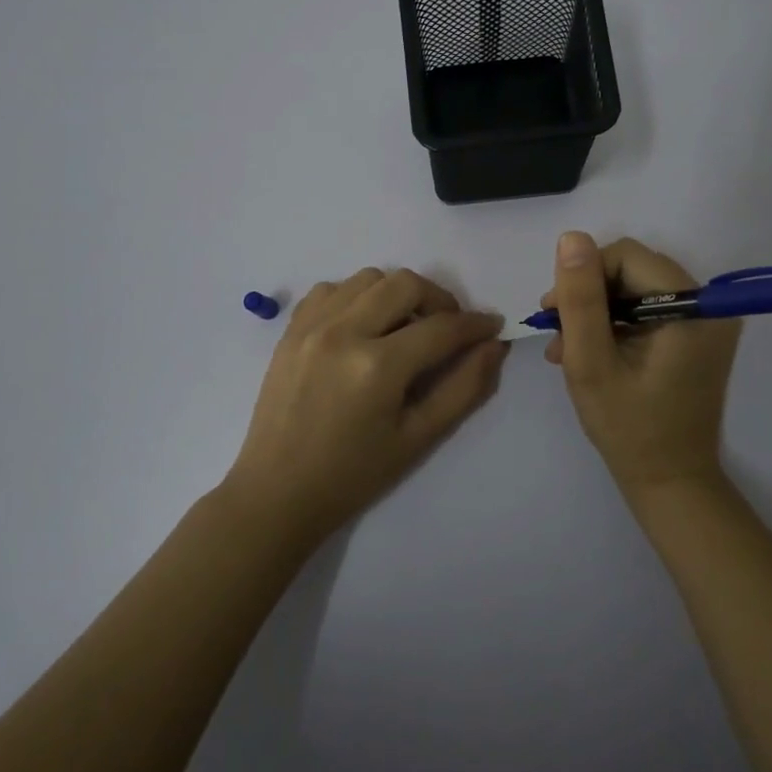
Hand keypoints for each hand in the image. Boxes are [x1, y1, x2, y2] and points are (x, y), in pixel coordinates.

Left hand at [225, 268, 507, 541]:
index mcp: (377, 366)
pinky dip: (357, 297)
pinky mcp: (290, 329)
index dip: (475, 324)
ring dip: (397, 294)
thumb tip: (494, 345)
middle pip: (406, 284)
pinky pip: (332, 289)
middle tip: (448, 329)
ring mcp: (311, 326)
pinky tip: (362, 327)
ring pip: (369, 278)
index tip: (492, 326)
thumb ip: (464, 388)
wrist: (277, 492)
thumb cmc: (354, 474)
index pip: (442, 327)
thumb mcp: (419, 439)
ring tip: (403, 328)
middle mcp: (343, 332)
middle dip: (439, 300)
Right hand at [543, 232, 740, 497]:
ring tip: (565, 349)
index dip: (585, 275)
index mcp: (691, 307)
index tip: (554, 311)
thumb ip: (581, 299)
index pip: (627, 256)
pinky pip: (649, 310)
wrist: (670, 482)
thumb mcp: (590, 363)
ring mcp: (705, 321)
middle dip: (589, 296)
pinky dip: (616, 325)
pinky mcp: (697, 336)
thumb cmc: (628, 428)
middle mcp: (708, 305)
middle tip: (556, 332)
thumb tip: (572, 237)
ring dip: (597, 312)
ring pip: (636, 288)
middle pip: (633, 269)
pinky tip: (588, 352)